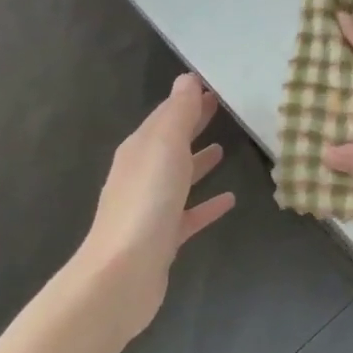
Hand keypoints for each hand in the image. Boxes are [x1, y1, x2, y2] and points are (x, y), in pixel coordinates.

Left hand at [71, 73, 235, 339]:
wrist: (123, 272)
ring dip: (198, 162)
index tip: (212, 87)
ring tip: (224, 149)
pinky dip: (207, 204)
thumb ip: (178, 115)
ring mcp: (152, 208)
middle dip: (192, 125)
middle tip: (220, 108)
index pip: (165, 116)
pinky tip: (229, 200)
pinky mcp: (164, 238)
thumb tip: (187, 80)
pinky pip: (190, 213)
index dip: (187, 100)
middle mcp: (142, 175)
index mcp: (139, 150)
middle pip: (170, 143)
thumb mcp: (165, 148)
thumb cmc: (146, 203)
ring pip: (179, 177)